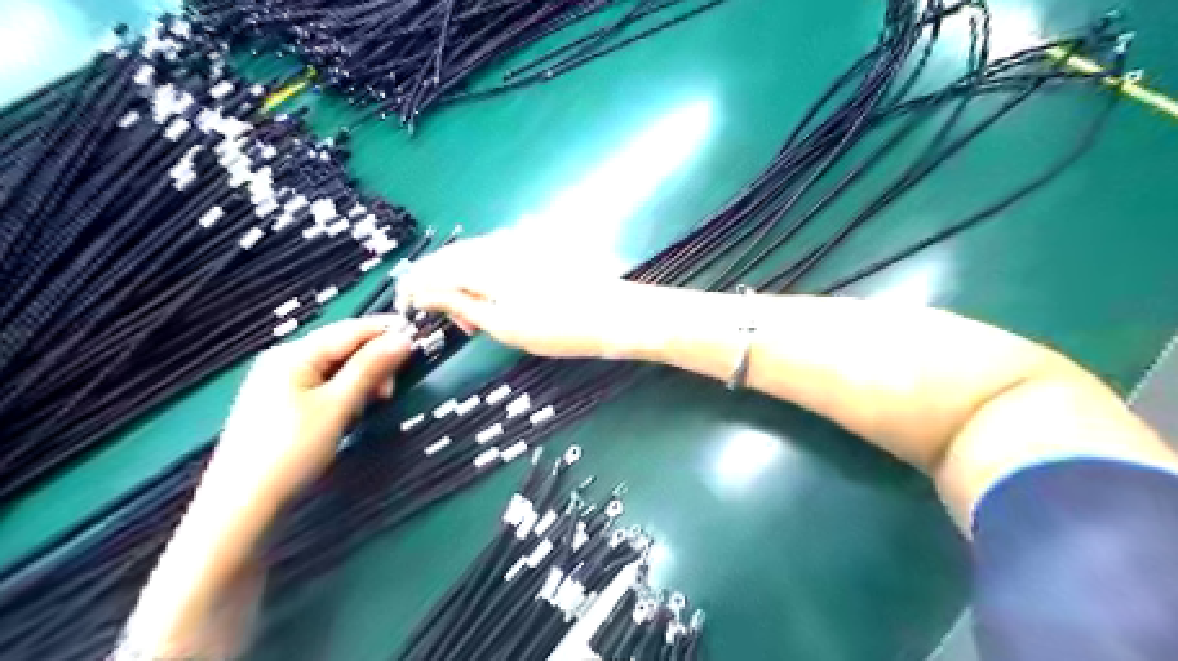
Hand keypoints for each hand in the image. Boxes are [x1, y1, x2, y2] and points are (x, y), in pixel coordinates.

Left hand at [212, 317, 412, 503]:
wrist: (242, 505)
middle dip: (374, 362)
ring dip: (362, 380)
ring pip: (336, 368)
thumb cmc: (290, 450)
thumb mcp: (337, 406)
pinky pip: (324, 385)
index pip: (351, 329)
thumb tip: (404, 338)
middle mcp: (285, 360)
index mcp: (294, 354)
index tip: (420, 338)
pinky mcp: (282, 403)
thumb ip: (370, 368)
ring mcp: (281, 382)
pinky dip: (345, 393)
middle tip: (391, 390)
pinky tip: (352, 411)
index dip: (387, 331)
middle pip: (343, 347)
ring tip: (374, 404)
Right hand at [389, 230, 640, 357]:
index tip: (407, 308)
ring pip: (474, 258)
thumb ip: (460, 304)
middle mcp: (498, 244)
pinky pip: (495, 258)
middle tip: (458, 325)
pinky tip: (496, 301)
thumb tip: (425, 293)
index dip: (415, 286)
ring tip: (478, 319)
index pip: (434, 267)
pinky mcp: (535, 248)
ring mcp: (519, 242)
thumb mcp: (503, 324)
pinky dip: (486, 279)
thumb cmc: (558, 327)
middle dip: (441, 288)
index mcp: (484, 262)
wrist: (614, 314)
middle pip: (453, 259)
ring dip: (465, 285)